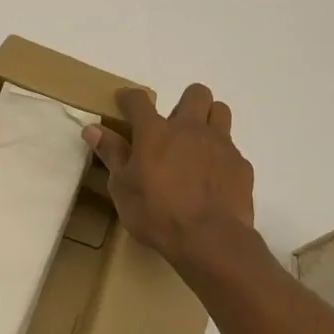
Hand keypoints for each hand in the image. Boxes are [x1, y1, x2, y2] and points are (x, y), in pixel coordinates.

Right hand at [83, 84, 257, 271]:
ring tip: (198, 144)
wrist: (210, 240)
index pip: (138, 100)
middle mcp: (190, 129)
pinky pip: (232, 149)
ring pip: (220, 112)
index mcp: (155, 132)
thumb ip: (112, 154)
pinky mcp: (240, 164)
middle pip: (195, 93)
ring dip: (209, 120)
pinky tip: (214, 178)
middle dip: (185, 102)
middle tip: (174, 128)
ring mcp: (220, 144)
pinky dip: (221, 157)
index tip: (124, 101)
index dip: (129, 97)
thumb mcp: (122, 188)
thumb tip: (93, 128)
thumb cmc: (157, 214)